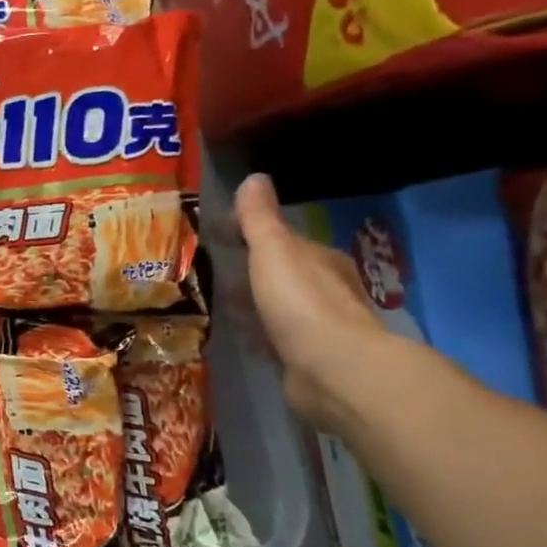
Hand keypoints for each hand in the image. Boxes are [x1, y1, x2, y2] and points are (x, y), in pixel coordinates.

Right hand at [234, 174, 390, 434]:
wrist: (333, 370)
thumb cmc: (301, 302)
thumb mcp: (274, 250)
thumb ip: (260, 219)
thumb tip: (254, 177)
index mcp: (321, 260)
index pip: (284, 240)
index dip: (252, 234)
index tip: (219, 235)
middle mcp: (326, 291)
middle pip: (283, 275)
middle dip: (253, 272)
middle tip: (212, 270)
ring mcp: (318, 329)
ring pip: (279, 308)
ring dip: (255, 305)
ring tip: (218, 303)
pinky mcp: (305, 361)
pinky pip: (275, 339)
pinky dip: (258, 334)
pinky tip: (238, 337)